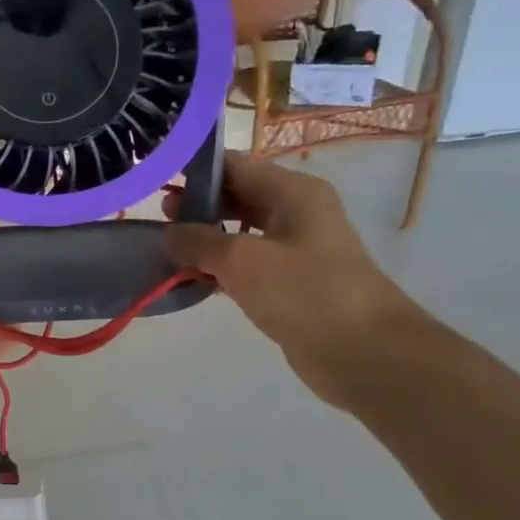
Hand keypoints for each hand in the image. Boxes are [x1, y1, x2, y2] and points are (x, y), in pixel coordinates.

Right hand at [163, 153, 424, 409]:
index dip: (194, 170)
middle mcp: (296, 213)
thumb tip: (168, 234)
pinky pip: (247, 264)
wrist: (364, 354)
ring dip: (206, 239)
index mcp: (293, 192)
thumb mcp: (242, 260)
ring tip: (166, 248)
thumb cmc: (305, 293)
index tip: (155, 179)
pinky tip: (191, 278)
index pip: (235, 166)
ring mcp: (295, 249)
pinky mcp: (290, 283)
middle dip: (197, 205)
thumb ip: (199, 241)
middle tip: (156, 218)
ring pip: (241, 232)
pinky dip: (220, 267)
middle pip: (238, 197)